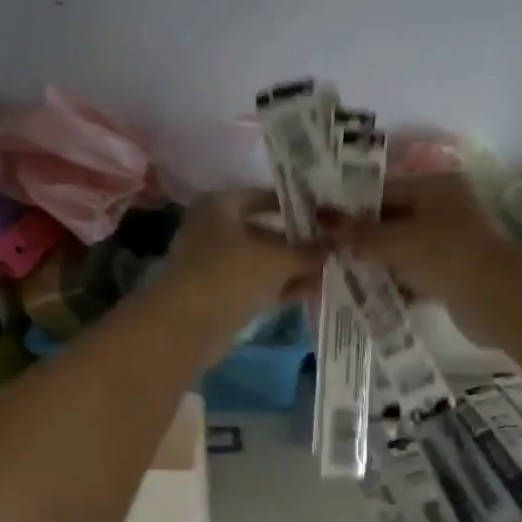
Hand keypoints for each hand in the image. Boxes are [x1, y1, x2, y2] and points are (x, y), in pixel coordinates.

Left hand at [160, 189, 324, 343]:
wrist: (185, 326)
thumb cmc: (230, 274)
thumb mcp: (277, 258)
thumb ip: (309, 250)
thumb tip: (337, 241)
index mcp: (220, 205)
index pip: (263, 196)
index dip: (295, 205)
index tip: (326, 215)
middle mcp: (214, 229)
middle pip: (264, 231)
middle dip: (298, 242)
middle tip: (334, 248)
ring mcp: (215, 265)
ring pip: (262, 262)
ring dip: (293, 268)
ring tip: (331, 272)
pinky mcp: (219, 295)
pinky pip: (256, 285)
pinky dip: (280, 287)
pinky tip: (312, 292)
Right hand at [335, 173, 515, 310]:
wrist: (495, 299)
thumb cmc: (444, 255)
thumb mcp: (395, 241)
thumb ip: (358, 233)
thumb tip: (322, 217)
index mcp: (434, 188)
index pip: (382, 191)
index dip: (350, 207)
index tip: (319, 223)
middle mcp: (442, 209)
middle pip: (390, 220)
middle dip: (360, 238)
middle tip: (325, 251)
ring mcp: (448, 243)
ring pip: (400, 249)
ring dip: (374, 262)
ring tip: (338, 273)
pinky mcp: (450, 273)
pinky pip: (412, 274)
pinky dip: (392, 282)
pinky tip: (366, 294)